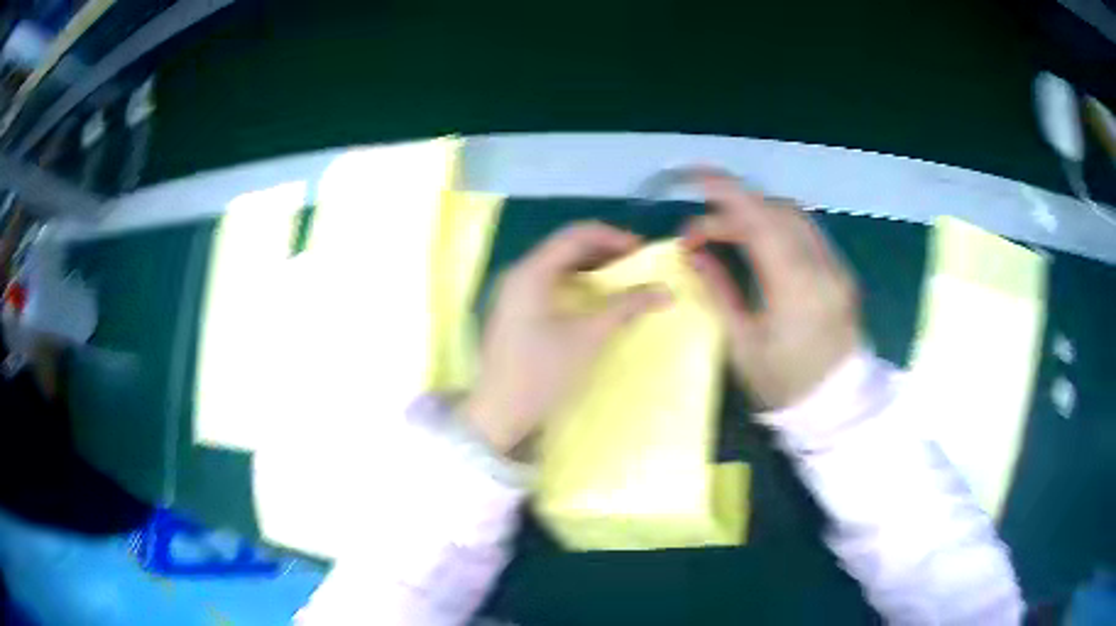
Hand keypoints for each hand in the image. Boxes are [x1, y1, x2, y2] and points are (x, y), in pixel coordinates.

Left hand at [462, 222, 670, 453]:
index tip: (643, 250)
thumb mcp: (588, 337)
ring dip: (591, 266)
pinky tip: (596, 296)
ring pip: (558, 265)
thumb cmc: (542, 373)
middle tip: (638, 263)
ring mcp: (514, 292)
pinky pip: (550, 282)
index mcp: (531, 272)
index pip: (576, 235)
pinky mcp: (516, 309)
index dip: (612, 237)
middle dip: (604, 250)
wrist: (499, 412)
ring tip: (623, 278)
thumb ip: (626, 307)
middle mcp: (519, 273)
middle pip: (566, 246)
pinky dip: (576, 282)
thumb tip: (666, 291)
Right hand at [685, 173, 861, 410]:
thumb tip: (695, 254)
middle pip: (776, 211)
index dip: (726, 193)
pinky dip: (778, 225)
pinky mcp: (842, 272)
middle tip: (702, 232)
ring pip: (795, 216)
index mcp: (795, 288)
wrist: (836, 406)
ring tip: (728, 232)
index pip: (760, 221)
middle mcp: (822, 267)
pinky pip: (808, 232)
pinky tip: (761, 243)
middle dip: (734, 208)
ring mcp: (837, 267)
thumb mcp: (743, 345)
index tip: (695, 178)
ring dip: (758, 213)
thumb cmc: (784, 384)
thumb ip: (719, 291)